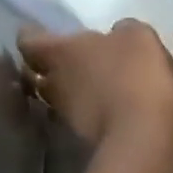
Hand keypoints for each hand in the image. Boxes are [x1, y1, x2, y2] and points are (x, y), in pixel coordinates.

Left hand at [18, 20, 172, 148]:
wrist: (143, 134)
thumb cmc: (134, 74)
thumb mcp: (136, 37)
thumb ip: (120, 32)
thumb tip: (116, 37)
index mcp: (59, 53)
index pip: (28, 42)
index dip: (31, 36)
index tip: (40, 32)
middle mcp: (54, 85)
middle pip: (36, 76)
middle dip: (45, 69)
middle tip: (64, 62)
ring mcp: (67, 116)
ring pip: (56, 100)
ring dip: (68, 93)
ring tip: (87, 87)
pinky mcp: (84, 139)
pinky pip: (79, 120)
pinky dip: (87, 113)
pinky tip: (106, 109)